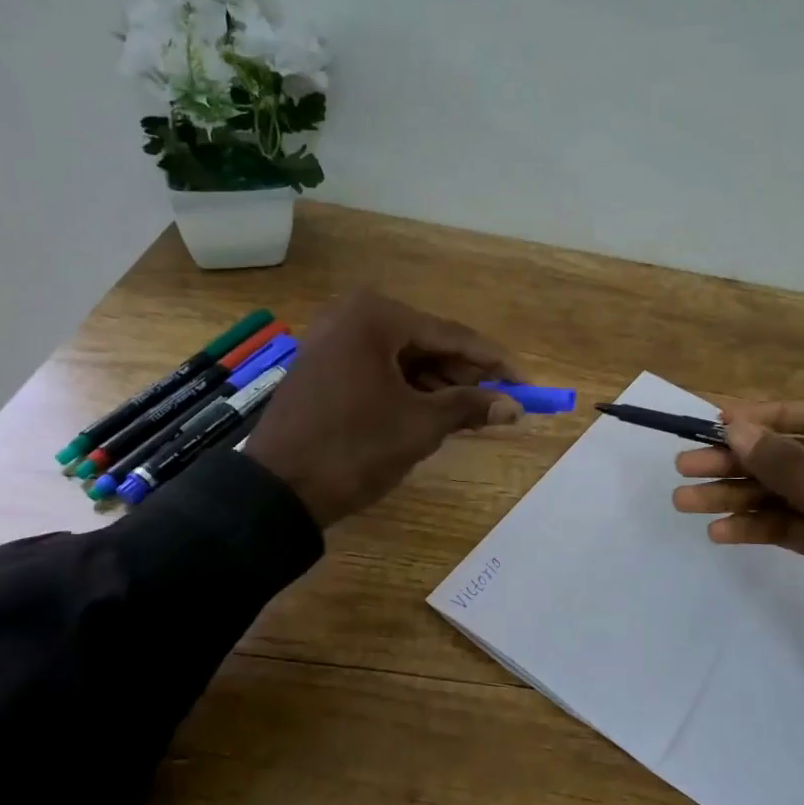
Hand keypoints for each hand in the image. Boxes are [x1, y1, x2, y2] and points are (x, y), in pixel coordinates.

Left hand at [245, 289, 523, 526]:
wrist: (277, 489)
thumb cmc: (354, 447)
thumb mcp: (420, 426)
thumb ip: (470, 407)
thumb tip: (515, 407)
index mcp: (376, 316)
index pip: (451, 336)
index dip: (494, 362)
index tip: (526, 383)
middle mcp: (353, 315)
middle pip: (427, 344)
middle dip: (466, 375)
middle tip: (503, 401)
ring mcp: (333, 340)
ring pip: (404, 358)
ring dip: (440, 384)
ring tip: (475, 412)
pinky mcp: (324, 366)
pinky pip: (380, 369)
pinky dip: (409, 389)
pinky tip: (436, 411)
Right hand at [672, 400, 803, 788]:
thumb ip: (797, 470)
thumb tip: (736, 429)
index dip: (775, 417)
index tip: (721, 421)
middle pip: (802, 457)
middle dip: (744, 463)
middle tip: (686, 464)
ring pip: (789, 493)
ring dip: (738, 496)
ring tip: (685, 500)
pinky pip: (790, 526)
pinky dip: (756, 527)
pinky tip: (720, 532)